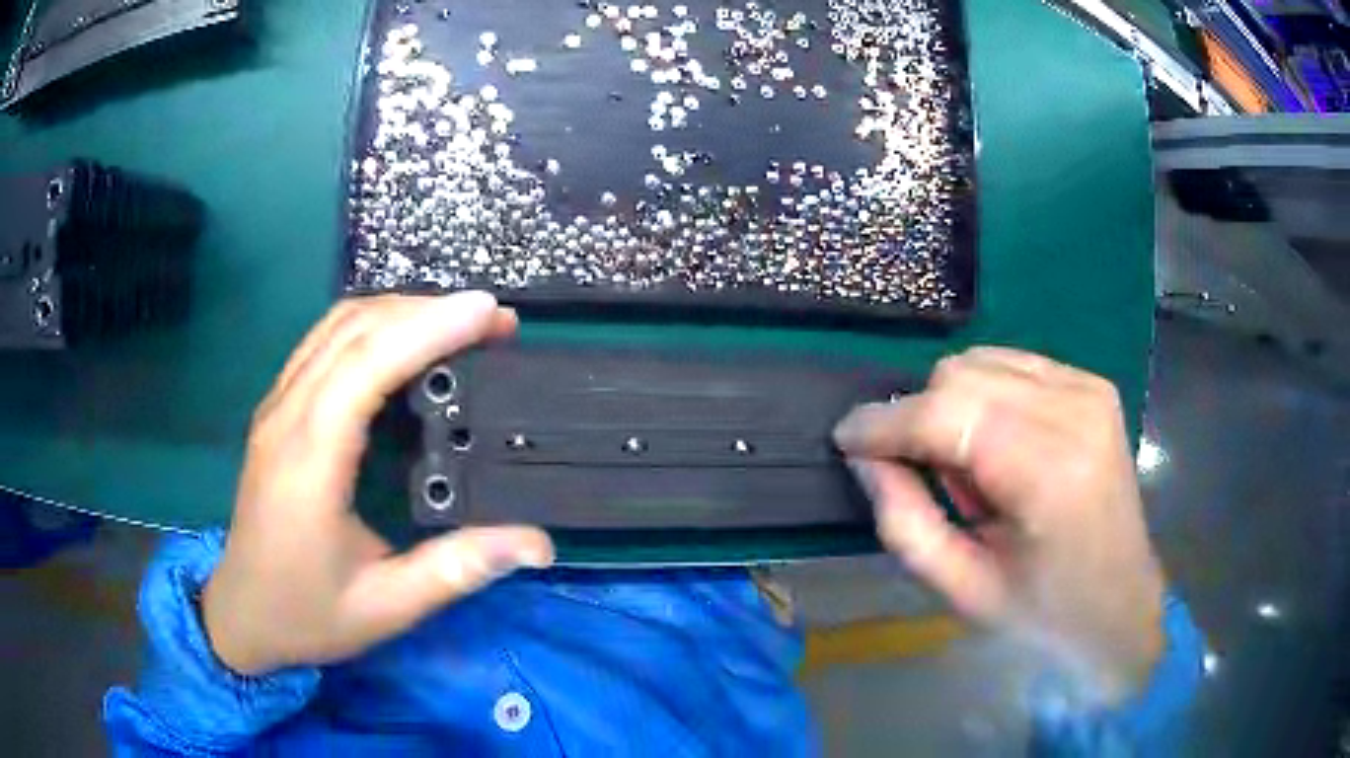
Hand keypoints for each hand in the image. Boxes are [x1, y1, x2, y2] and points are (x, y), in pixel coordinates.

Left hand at [202, 293, 553, 675]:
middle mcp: (287, 416)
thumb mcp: (386, 606)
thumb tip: (538, 543)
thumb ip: (458, 569)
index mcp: (310, 460)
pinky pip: (323, 343)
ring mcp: (277, 407)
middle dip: (426, 310)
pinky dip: (371, 325)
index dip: (429, 328)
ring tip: (457, 323)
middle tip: (492, 320)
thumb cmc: (307, 614)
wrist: (242, 615)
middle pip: (353, 328)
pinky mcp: (277, 410)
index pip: (367, 364)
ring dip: (399, 310)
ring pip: (335, 326)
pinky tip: (403, 342)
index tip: (489, 312)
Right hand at [834, 347, 1164, 704]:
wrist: (1119, 605)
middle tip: (931, 481)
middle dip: (921, 420)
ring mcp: (1089, 389)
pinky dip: (986, 397)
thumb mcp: (961, 589)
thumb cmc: (1042, 614)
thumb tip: (867, 458)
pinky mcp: (1092, 384)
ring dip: (955, 408)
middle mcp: (1076, 412)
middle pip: (960, 376)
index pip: (947, 415)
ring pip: (981, 360)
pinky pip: (1011, 363)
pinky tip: (1001, 446)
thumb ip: (905, 522)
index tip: (845, 439)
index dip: (885, 423)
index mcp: (1050, 473)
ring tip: (974, 469)